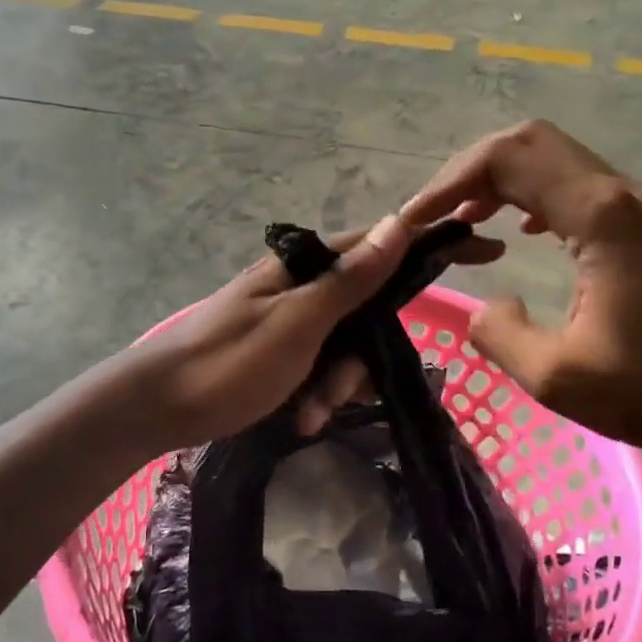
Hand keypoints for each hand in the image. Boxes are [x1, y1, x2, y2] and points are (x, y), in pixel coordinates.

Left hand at [127, 217, 501, 450]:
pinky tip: (297, 419)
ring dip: (335, 385)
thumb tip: (397, 222)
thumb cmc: (227, 363)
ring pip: (345, 346)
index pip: (383, 245)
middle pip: (367, 309)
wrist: (155, 407)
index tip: (486, 251)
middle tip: (335, 396)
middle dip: (361, 358)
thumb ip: (349, 278)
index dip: (431, 248)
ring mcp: (289, 319)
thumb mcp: (297, 323)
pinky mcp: (278, 351)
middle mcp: (302, 286)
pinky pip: (318, 367)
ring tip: (307, 415)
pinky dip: (314, 394)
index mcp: (306, 267)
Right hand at [400, 121, 641, 452]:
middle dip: (470, 170)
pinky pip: (576, 184)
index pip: (508, 160)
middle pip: (530, 143)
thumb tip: (484, 307)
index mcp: (599, 216)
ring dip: (500, 180)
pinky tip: (518, 231)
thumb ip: (501, 336)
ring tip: (463, 220)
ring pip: (554, 158)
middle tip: (434, 213)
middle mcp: (619, 193)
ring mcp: (638, 203)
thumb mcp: (559, 377)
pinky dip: (532, 194)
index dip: (450, 181)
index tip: (415, 218)